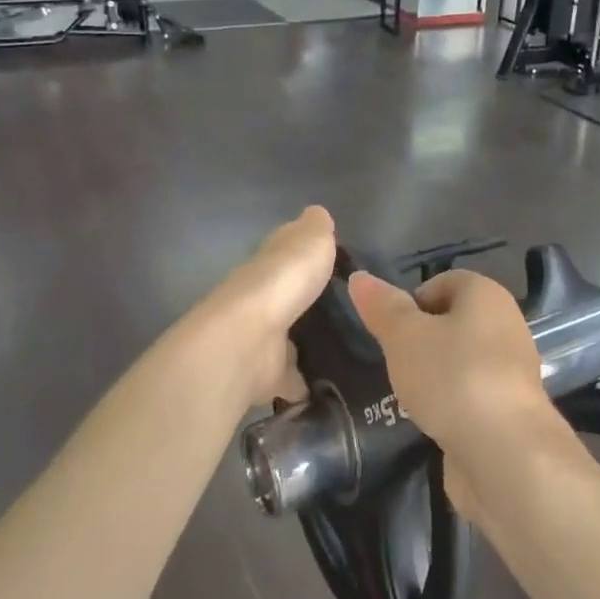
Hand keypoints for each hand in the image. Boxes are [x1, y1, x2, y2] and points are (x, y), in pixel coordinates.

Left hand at [197, 206, 337, 407]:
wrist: (249, 340)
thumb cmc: (283, 280)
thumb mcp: (311, 240)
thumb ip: (317, 229)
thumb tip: (318, 214)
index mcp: (270, 263)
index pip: (286, 252)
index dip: (305, 253)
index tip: (334, 262)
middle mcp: (262, 299)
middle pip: (288, 297)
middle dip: (310, 302)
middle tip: (350, 310)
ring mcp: (262, 338)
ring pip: (289, 338)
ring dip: (308, 344)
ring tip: (349, 349)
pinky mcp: (266, 375)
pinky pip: (291, 379)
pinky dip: (306, 383)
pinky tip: (333, 384)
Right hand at [346, 269, 577, 519]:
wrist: (505, 453)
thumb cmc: (452, 377)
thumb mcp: (405, 336)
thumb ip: (383, 307)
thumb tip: (360, 278)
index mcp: (486, 295)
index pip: (444, 282)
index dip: (412, 301)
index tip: (389, 331)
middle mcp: (506, 324)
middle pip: (454, 321)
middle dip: (422, 339)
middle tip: (394, 362)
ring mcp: (511, 370)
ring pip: (462, 360)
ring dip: (435, 374)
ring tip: (409, 394)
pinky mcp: (510, 409)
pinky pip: (471, 393)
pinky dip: (451, 403)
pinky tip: (433, 420)